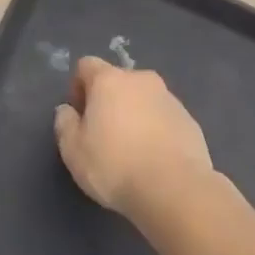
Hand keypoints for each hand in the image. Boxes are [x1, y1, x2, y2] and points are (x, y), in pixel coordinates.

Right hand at [53, 57, 213, 224]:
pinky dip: (156, 130)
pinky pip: (164, 118)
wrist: (175, 189)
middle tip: (103, 135)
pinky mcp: (189, 120)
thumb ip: (65, 124)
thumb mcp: (73, 150)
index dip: (78, 86)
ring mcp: (169, 98)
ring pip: (143, 99)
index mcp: (110, 80)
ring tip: (131, 150)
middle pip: (118, 81)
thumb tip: (67, 110)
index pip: (87, 66)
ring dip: (134, 115)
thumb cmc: (115, 165)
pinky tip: (154, 159)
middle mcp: (141, 80)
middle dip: (108, 101)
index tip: (79, 116)